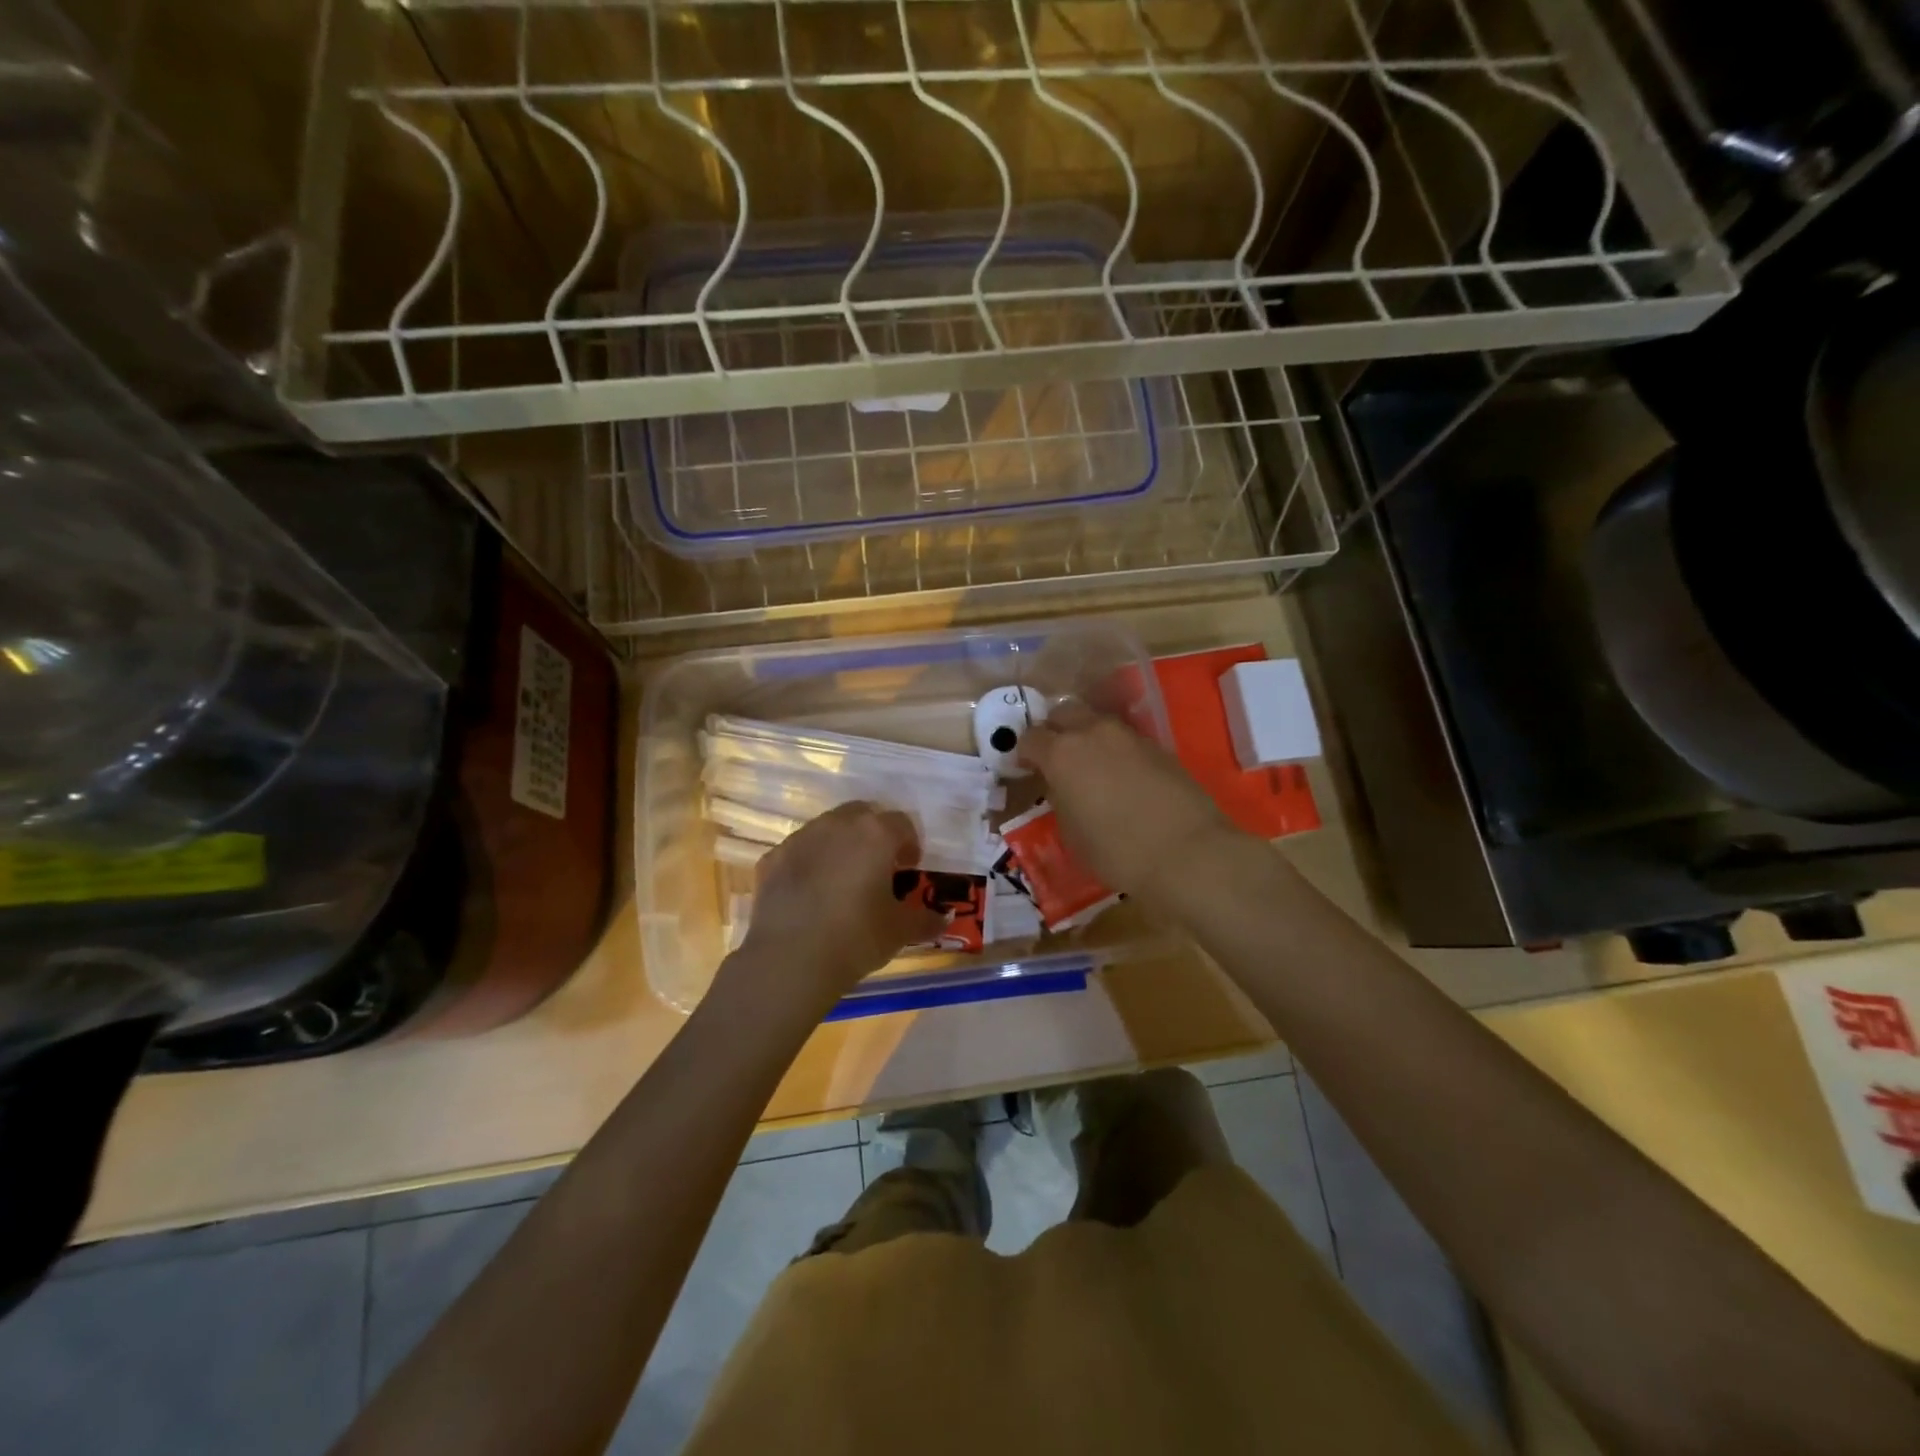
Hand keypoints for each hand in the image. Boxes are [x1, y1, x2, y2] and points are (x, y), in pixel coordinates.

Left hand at [725, 803, 944, 1019]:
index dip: (910, 844)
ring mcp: (800, 838)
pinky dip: (810, 864)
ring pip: (828, 829)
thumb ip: (926, 920)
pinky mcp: (772, 858)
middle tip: (878, 868)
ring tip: (843, 881)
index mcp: (875, 833)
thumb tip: (945, 918)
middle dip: (874, 835)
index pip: (902, 823)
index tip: (909, 870)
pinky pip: (800, 852)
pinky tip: (811, 896)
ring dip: (841, 845)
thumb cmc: (856, 938)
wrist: (789, 960)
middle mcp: (837, 824)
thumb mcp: (900, 932)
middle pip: (863, 815)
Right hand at [1017, 701, 1244, 911]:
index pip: (1031, 738)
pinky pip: (1124, 738)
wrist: (1187, 852)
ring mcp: (1128, 736)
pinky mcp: (1158, 746)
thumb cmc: (1116, 851)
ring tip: (1090, 766)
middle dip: (1055, 730)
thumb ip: (1061, 799)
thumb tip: (1063, 787)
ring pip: (1097, 721)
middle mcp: (1092, 732)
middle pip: (1064, 713)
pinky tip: (1121, 776)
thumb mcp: (1071, 833)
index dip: (1025, 752)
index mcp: (1061, 753)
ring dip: (1087, 736)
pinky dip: (1115, 749)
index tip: (1027, 768)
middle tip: (1056, 757)